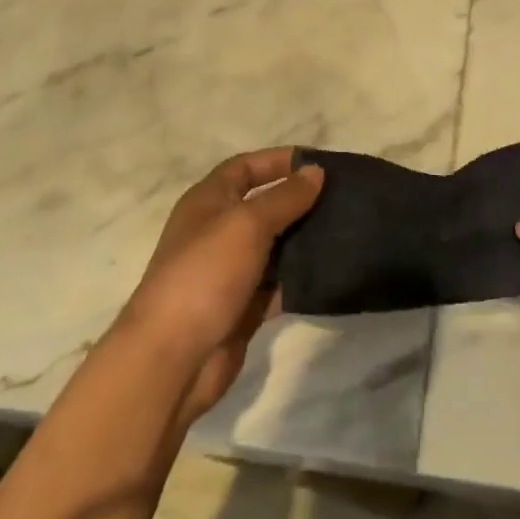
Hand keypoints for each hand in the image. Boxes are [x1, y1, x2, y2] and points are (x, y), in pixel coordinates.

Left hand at [119, 148, 323, 424]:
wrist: (173, 358)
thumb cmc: (206, 274)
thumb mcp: (248, 224)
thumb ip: (285, 197)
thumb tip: (315, 171)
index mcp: (208, 202)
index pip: (246, 167)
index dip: (279, 160)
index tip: (319, 163)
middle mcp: (218, 231)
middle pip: (264, 205)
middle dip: (300, 200)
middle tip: (342, 197)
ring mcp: (230, 271)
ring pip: (275, 245)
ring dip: (305, 238)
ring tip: (346, 230)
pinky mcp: (243, 306)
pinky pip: (279, 282)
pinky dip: (301, 277)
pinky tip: (333, 269)